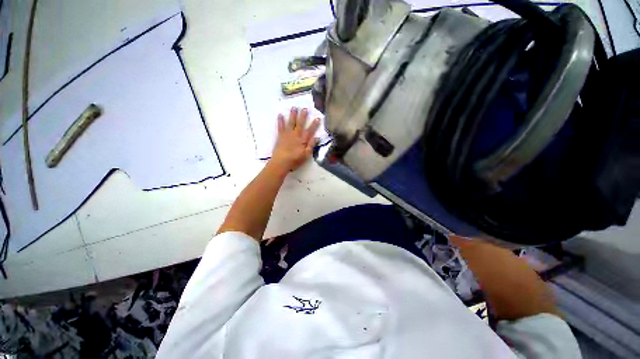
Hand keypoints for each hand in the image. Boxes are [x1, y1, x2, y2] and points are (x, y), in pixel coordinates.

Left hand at [270, 107, 319, 171]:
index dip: (314, 124)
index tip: (317, 118)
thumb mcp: (306, 155)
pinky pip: (280, 126)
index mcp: (302, 140)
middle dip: (303, 116)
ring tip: (294, 107)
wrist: (281, 162)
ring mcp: (287, 134)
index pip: (310, 131)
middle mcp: (295, 135)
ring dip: (292, 115)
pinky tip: (280, 115)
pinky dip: (280, 121)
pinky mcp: (280, 136)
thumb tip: (317, 137)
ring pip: (291, 123)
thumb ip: (311, 146)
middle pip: (300, 124)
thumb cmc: (294, 160)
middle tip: (305, 108)